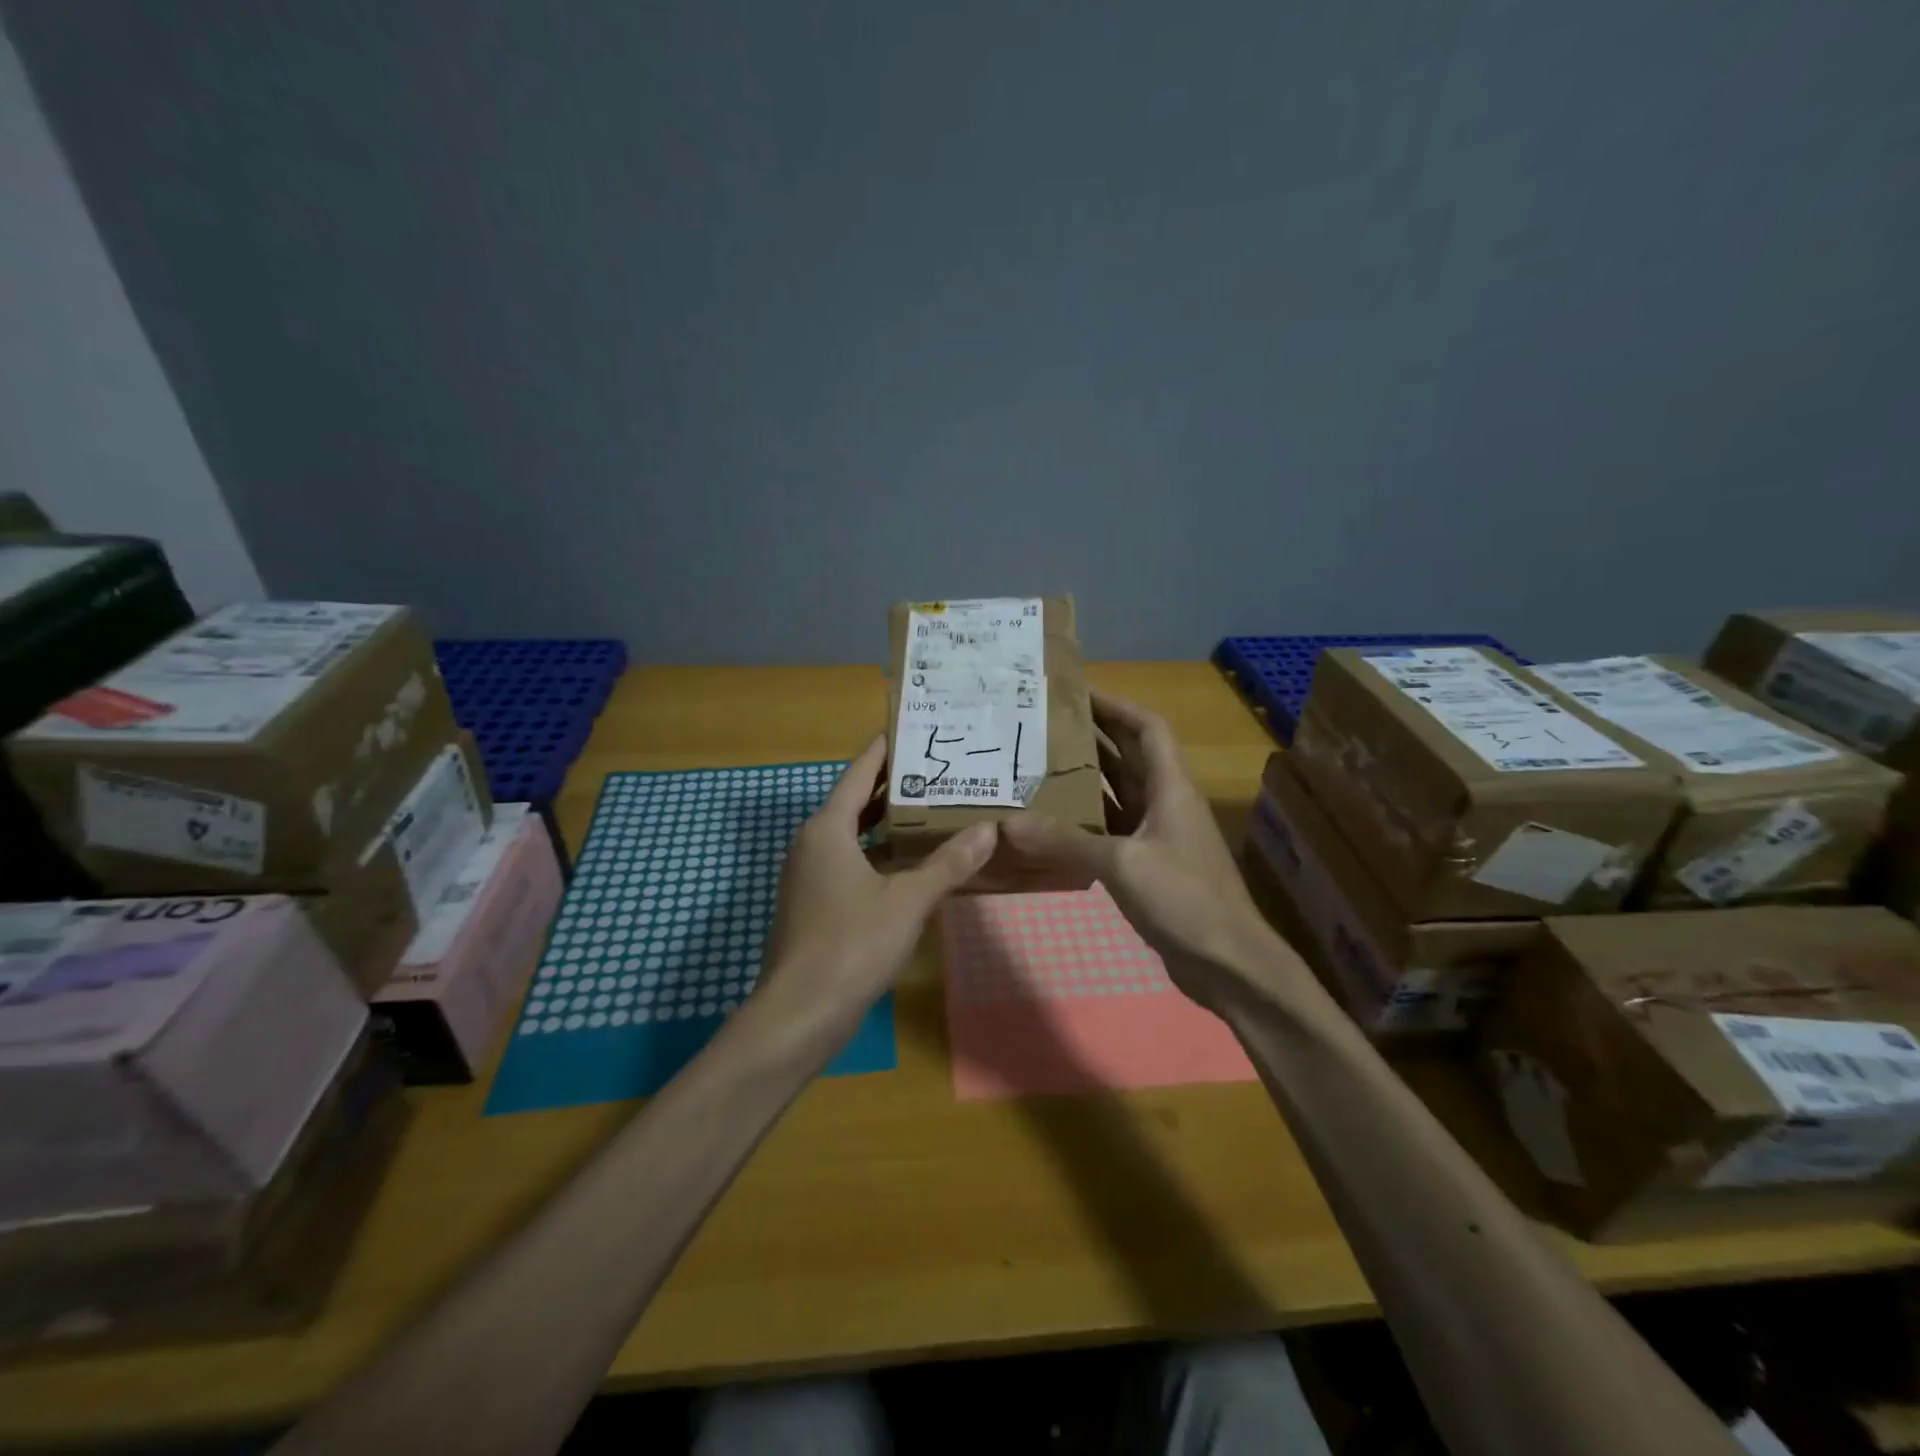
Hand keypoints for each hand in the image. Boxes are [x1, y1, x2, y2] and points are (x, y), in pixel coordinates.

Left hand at [757, 736, 995, 1037]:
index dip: (885, 750)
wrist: (800, 1012)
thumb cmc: (851, 944)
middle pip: (855, 800)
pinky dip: (877, 853)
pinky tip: (910, 862)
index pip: (859, 773)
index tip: (912, 728)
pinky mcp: (814, 903)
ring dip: (886, 821)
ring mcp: (809, 875)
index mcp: (828, 829)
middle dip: (892, 785)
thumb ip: (948, 864)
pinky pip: (849, 861)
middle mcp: (813, 843)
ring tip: (932, 808)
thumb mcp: (907, 901)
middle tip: (936, 768)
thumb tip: (988, 830)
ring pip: (852, 834)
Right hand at [1000, 694, 1289, 1007]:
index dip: (1117, 706)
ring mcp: (1159, 836)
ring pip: (1120, 794)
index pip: (1148, 728)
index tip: (1078, 692)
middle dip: (1094, 736)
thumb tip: (1008, 823)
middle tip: (1046, 726)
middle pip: (1132, 756)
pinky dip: (1087, 821)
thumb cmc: (1184, 899)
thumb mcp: (1121, 863)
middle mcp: (1167, 803)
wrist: (1228, 962)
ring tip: (1041, 765)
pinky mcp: (1150, 865)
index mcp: (1171, 788)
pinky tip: (1054, 823)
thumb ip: (1065, 841)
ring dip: (1088, 778)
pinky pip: (1113, 829)